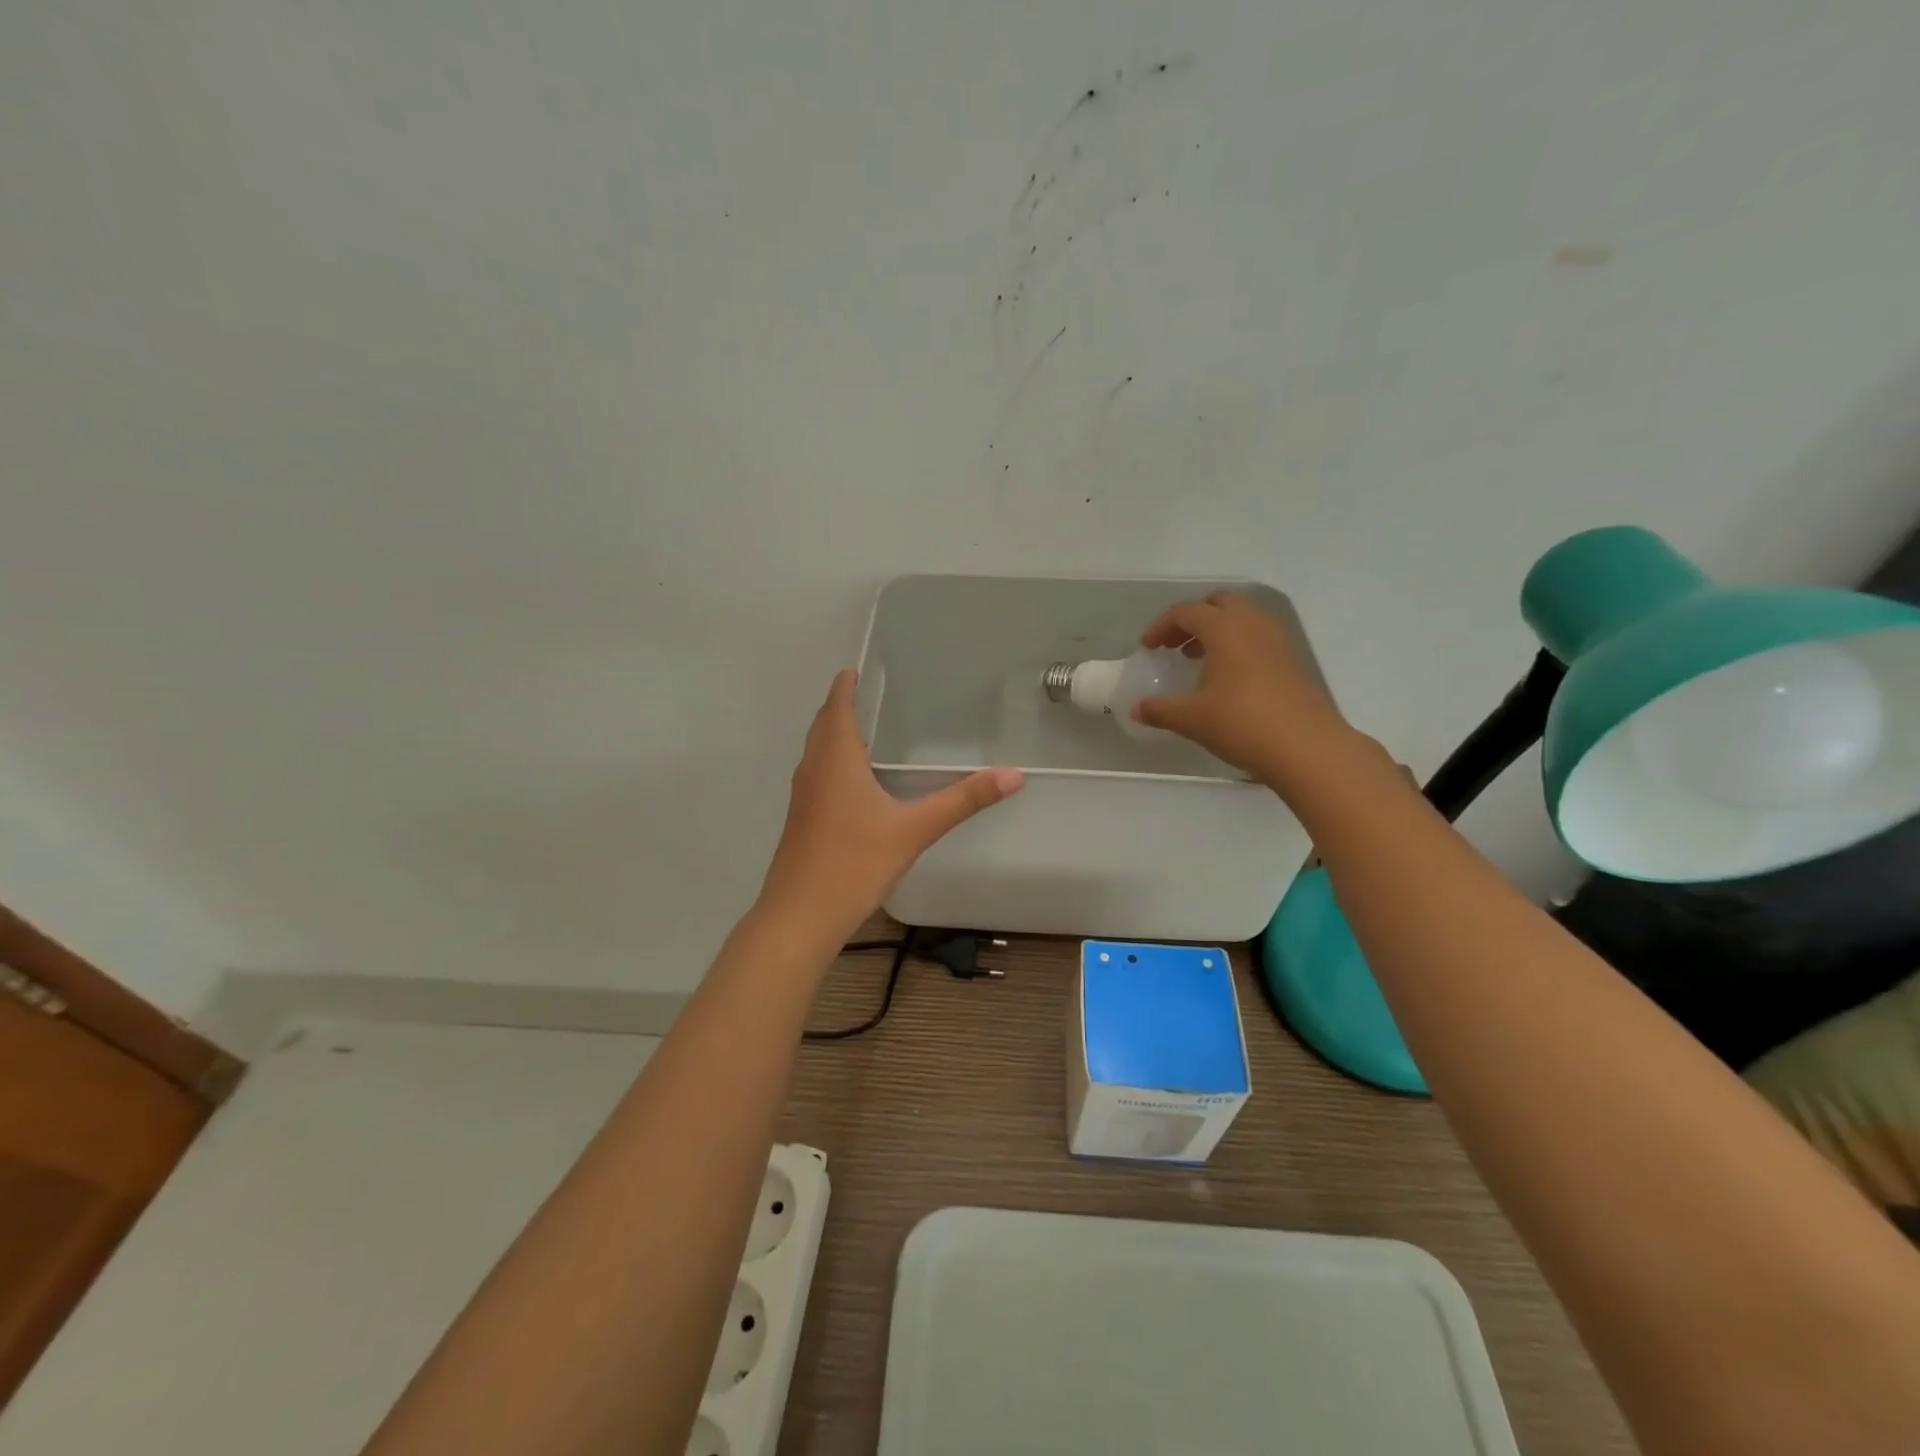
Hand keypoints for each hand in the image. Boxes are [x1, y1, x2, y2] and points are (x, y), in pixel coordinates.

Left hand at [757, 670, 1023, 943]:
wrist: (800, 916)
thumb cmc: (855, 862)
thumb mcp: (915, 830)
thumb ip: (963, 801)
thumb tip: (1013, 775)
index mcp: (836, 760)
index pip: (837, 707)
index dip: (844, 686)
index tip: (854, 668)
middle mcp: (813, 770)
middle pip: (822, 726)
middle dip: (839, 706)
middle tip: (863, 691)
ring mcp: (803, 797)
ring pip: (816, 751)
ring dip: (832, 733)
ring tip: (861, 729)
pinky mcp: (801, 820)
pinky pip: (816, 774)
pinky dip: (830, 761)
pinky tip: (852, 781)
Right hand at [1133, 592, 1357, 786]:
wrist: (1306, 748)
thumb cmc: (1241, 723)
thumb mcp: (1191, 718)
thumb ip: (1160, 710)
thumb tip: (1136, 709)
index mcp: (1225, 629)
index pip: (1186, 612)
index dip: (1161, 626)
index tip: (1147, 647)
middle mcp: (1253, 625)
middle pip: (1218, 604)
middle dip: (1192, 619)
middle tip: (1174, 644)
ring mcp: (1277, 641)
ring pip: (1242, 619)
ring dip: (1216, 630)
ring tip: (1197, 659)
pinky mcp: (1292, 661)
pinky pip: (1258, 637)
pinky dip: (1236, 644)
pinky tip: (1227, 677)